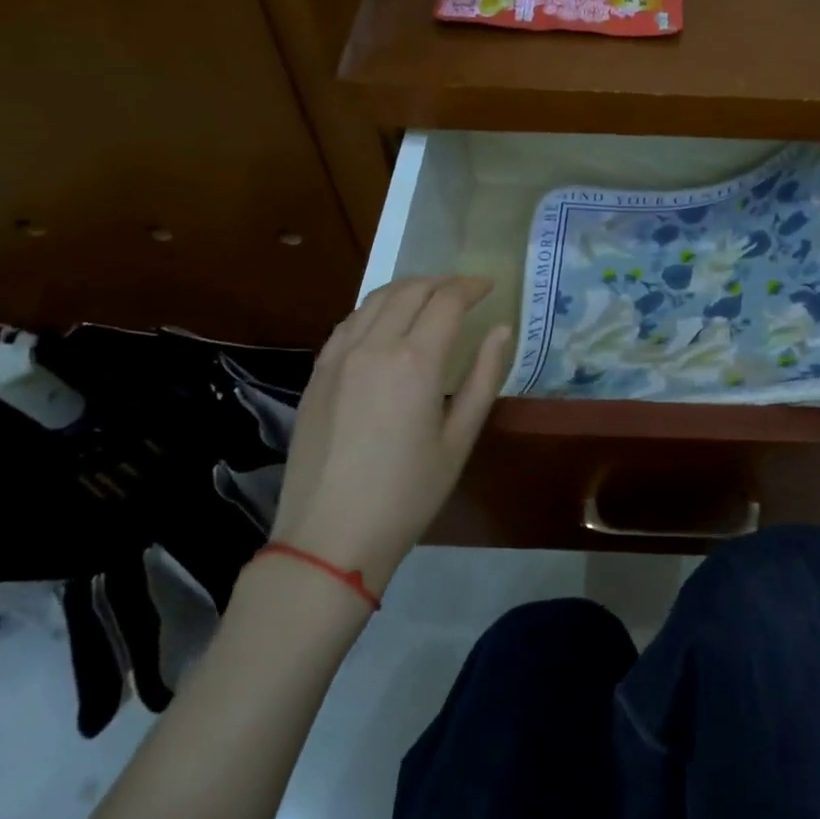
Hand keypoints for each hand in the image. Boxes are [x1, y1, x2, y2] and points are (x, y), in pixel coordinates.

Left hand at [273, 277, 512, 593]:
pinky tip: (387, 322)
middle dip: (442, 282)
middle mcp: (373, 346)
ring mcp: (338, 357)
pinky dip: (375, 309)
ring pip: (375, 299)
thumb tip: (502, 329)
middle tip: (465, 289)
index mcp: (414, 362)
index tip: (490, 286)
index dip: (471, 287)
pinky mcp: (317, 373)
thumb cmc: (407, 494)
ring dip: (408, 289)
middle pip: (410, 291)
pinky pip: (349, 322)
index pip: (447, 302)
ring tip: (430, 297)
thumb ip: (483, 377)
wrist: (329, 536)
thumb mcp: (459, 440)